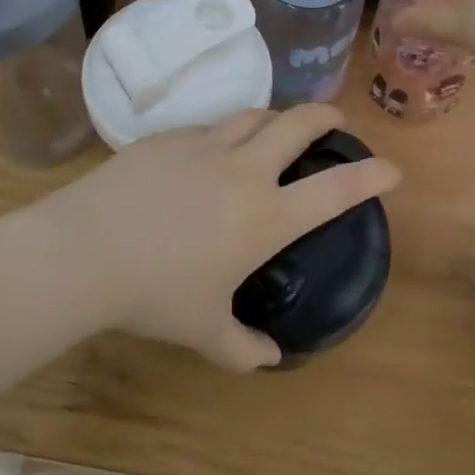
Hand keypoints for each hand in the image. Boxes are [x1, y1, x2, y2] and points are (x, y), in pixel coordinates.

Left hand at [36, 103, 401, 371]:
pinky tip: (208, 153)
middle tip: (335, 122)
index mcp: (264, 216)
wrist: (83, 251)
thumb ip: (242, 349)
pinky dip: (223, 133)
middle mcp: (243, 170)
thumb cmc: (153, 295)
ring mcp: (203, 146)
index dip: (372, 176)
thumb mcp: (203, 332)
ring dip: (273, 118)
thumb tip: (268, 359)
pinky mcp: (165, 138)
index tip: (392, 169)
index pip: (335, 190)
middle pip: (298, 123)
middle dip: (326, 117)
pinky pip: (207, 127)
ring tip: (274, 130)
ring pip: (252, 115)